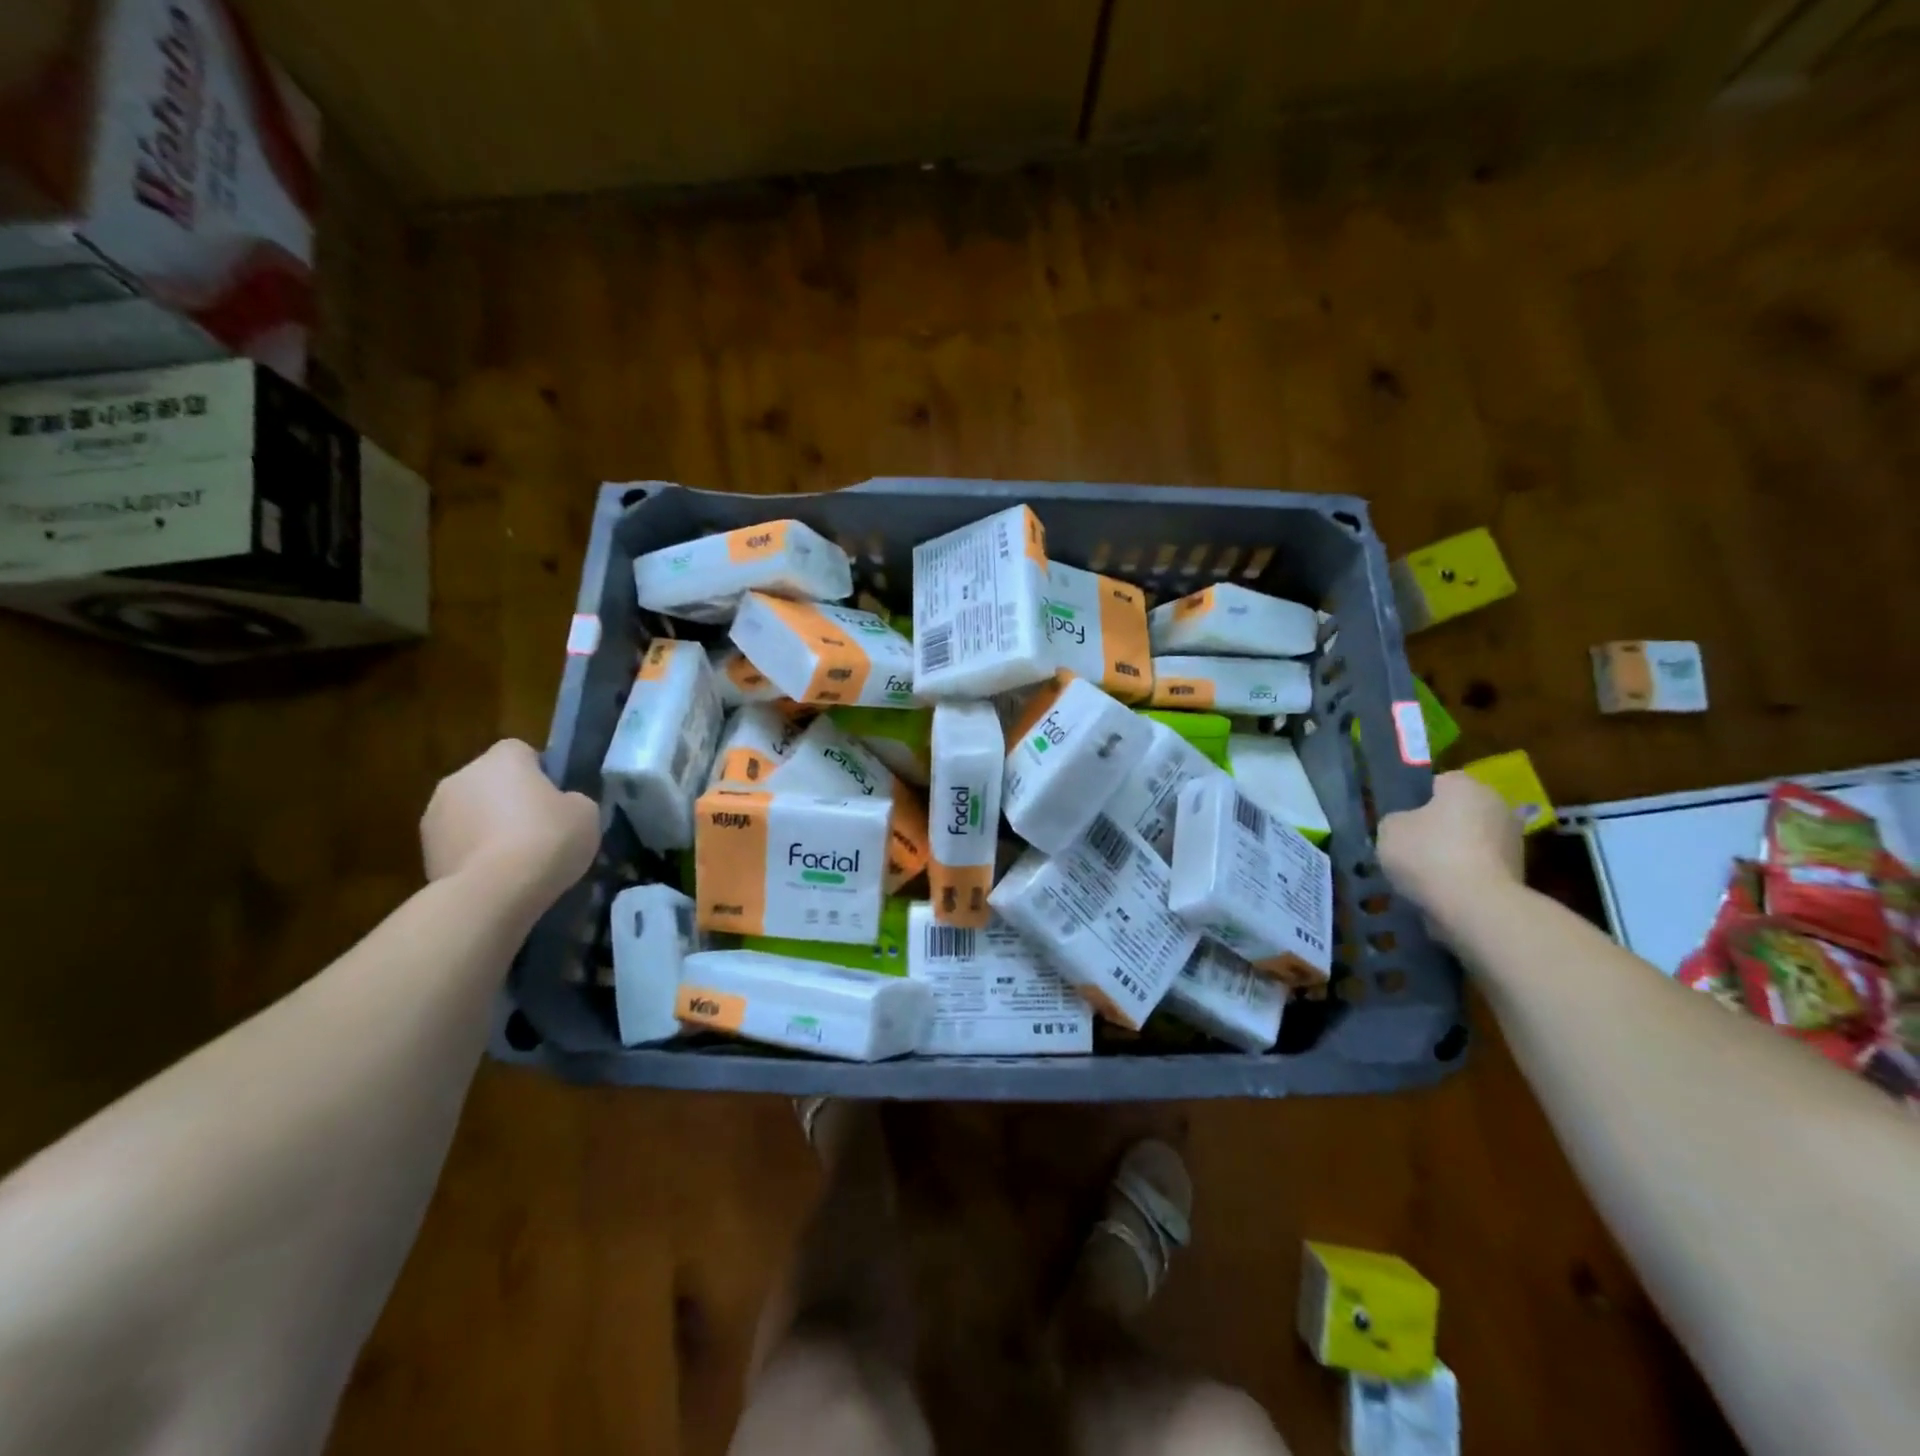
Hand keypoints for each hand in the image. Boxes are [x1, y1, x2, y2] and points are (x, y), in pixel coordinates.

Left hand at [421, 740, 597, 902]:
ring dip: (488, 827)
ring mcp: (435, 813)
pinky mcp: (424, 850)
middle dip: (509, 800)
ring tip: (516, 859)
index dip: (540, 773)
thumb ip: (572, 799)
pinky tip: (496, 877)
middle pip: (491, 781)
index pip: (521, 751)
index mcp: (502, 758)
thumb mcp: (585, 813)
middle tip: (539, 829)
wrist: (494, 892)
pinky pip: (458, 843)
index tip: (556, 799)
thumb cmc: (547, 839)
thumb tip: (562, 804)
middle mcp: (462, 776)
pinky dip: (473, 854)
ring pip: (471, 812)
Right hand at [1377, 771, 1523, 920]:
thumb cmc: (1428, 855)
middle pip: (1457, 812)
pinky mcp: (1518, 874)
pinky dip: (1462, 876)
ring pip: (1469, 841)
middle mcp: (1497, 805)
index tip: (1399, 821)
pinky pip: (1478, 867)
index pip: (1437, 783)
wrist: (1476, 907)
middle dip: (1436, 827)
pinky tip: (1441, 891)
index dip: (1414, 800)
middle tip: (1408, 847)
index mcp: (1466, 785)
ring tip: (1422, 875)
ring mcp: (1513, 841)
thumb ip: (1395, 820)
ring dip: (1450, 853)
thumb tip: (1406, 825)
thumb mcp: (1388, 829)